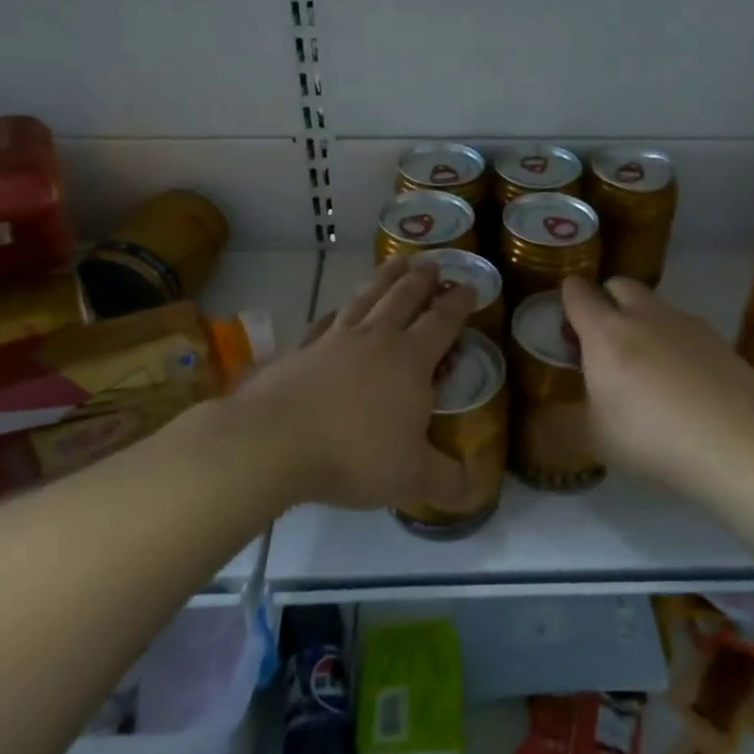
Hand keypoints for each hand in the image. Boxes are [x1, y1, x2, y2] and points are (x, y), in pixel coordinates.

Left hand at [219, 256, 478, 511]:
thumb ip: (449, 482)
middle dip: (421, 280)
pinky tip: (335, 311)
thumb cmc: (354, 454)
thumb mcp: (412, 477)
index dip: (458, 304)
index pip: (442, 322)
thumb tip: (478, 491)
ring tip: (395, 262)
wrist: (274, 441)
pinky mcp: (299, 351)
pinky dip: (335, 312)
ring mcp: (333, 341)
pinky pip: (323, 323)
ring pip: (365, 299)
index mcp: (410, 360)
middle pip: (402, 299)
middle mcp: (374, 340)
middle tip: (432, 262)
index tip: (468, 286)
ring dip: (383, 279)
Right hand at [560, 275, 753, 490]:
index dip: (567, 298)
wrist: (737, 442)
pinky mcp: (718, 339)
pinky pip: (685, 329)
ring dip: (643, 321)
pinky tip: (682, 380)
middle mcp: (644, 316)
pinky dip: (675, 343)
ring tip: (646, 364)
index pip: (577, 293)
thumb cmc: (651, 438)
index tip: (565, 317)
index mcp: (605, 333)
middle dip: (607, 300)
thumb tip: (545, 419)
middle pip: (619, 285)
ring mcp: (685, 323)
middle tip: (604, 339)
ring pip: (655, 306)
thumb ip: (566, 421)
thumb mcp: (595, 439)